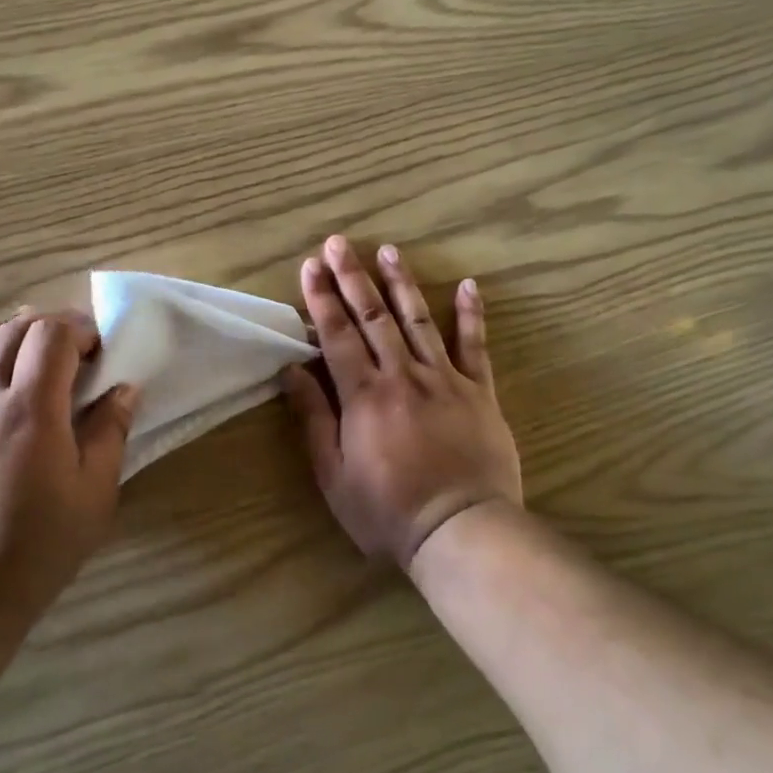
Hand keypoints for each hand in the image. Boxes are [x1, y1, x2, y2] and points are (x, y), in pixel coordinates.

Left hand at [0, 311, 138, 627]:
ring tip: (27, 348)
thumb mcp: (94, 494)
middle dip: (47, 325)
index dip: (78, 329)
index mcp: (30, 410)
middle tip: (72, 347)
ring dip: (4, 332)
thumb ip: (110, 432)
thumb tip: (124, 389)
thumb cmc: (39, 548)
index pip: (50, 336)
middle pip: (11, 330)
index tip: (98, 350)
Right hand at [281, 237, 521, 568]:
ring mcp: (445, 379)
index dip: (321, 298)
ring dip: (401, 284)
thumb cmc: (388, 511)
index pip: (337, 335)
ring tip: (388, 250)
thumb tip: (293, 371)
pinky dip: (471, 315)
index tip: (310, 266)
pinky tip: (469, 285)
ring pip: (418, 321)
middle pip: (373, 317)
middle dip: (353, 277)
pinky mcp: (479, 392)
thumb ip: (314, 420)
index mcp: (364, 396)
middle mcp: (402, 376)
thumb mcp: (334, 475)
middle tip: (339, 243)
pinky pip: (474, 346)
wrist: (461, 529)